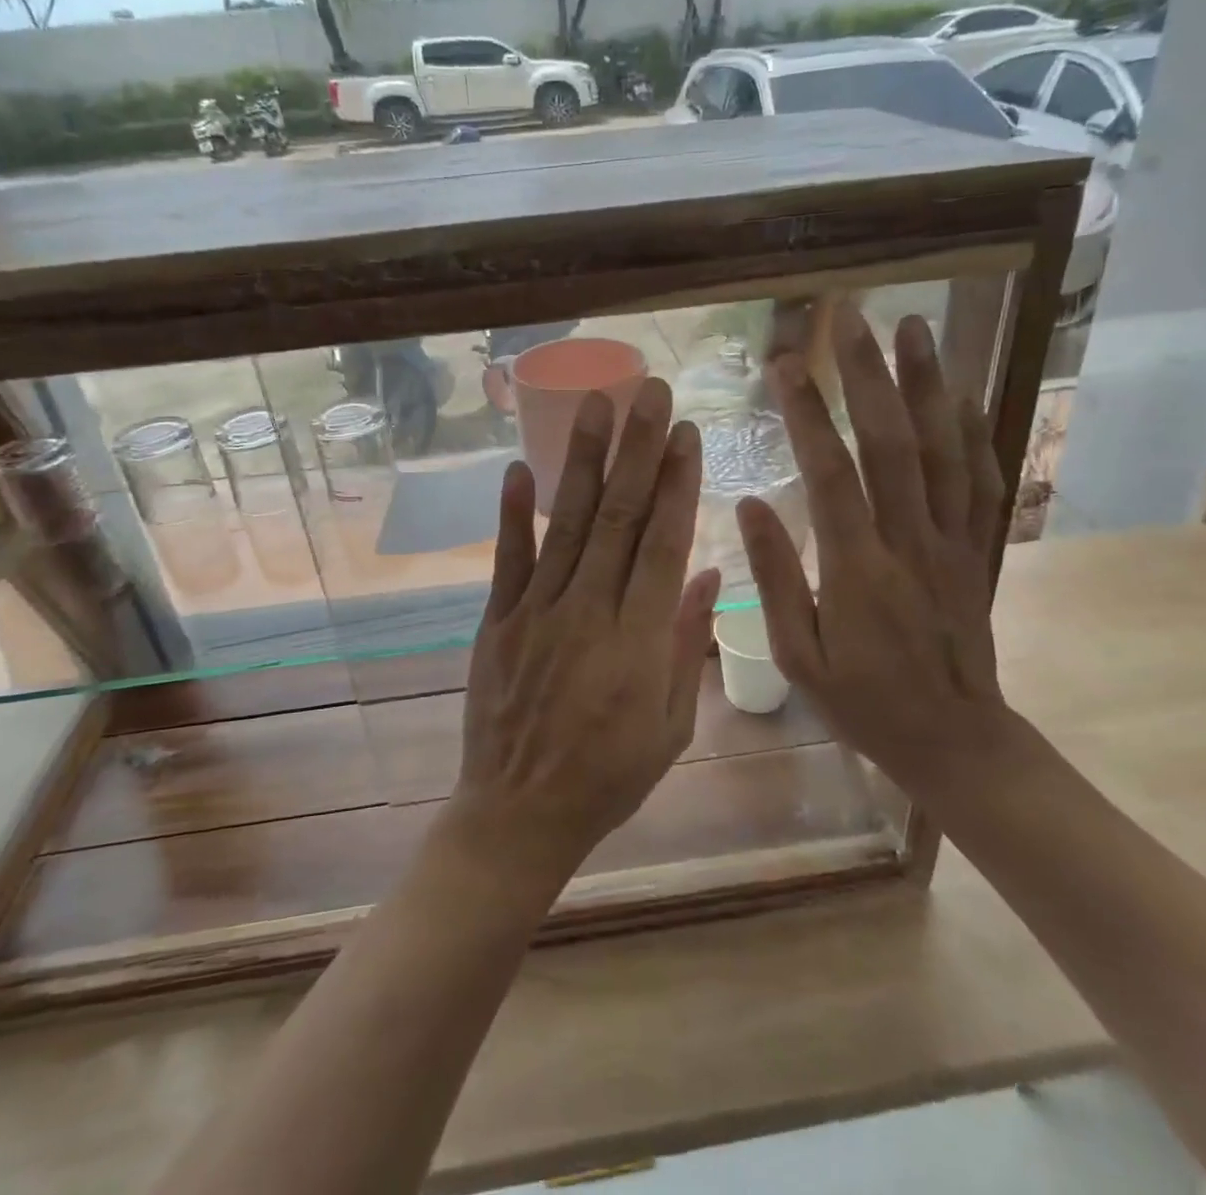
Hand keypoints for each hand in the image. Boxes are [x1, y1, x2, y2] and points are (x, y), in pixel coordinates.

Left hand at [454, 378, 721, 887]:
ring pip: (568, 524)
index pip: (664, 544)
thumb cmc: (609, 776)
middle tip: (650, 391)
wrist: (519, 814)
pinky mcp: (496, 622)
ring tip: (596, 404)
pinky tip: (519, 467)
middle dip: (638, 449)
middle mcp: (589, 614)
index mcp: (639, 642)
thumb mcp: (672, 727)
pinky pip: (507, 560)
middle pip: (619, 518)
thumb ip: (688, 644)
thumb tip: (708, 573)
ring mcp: (537, 614)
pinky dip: (513, 513)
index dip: (677, 484)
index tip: (687, 434)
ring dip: (583, 461)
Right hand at [737, 304, 1007, 793]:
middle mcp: (910, 540)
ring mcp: (953, 541)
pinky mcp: (978, 550)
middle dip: (869, 374)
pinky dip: (973, 432)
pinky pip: (982, 480)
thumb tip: (754, 502)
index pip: (830, 472)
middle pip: (891, 442)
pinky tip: (961, 394)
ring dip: (927, 383)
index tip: (784, 365)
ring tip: (912, 328)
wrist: (955, 739)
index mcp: (857, 567)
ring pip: (943, 449)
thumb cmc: (863, 701)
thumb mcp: (799, 655)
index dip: (806, 414)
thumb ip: (774, 576)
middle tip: (850, 317)